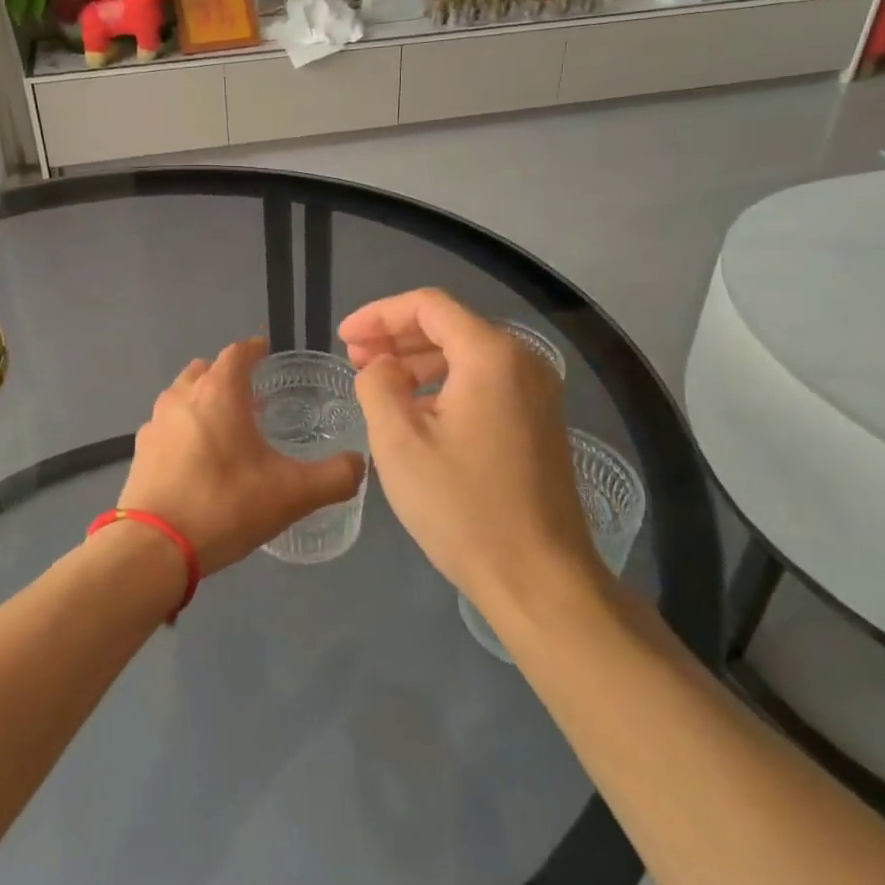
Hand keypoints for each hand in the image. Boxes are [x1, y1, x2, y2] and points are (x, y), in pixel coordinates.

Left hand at [118, 338, 365, 574]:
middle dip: (228, 374)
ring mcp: (155, 422)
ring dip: (203, 400)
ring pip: (182, 395)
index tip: (268, 352)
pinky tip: (197, 458)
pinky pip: (167, 425)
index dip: (255, 349)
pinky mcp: (140, 451)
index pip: (238, 352)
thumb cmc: (225, 506)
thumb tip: (359, 464)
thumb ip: (334, 477)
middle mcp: (183, 396)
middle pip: (206, 369)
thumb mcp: (293, 494)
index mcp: (219, 392)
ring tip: (226, 425)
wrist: (153, 548)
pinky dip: (184, 428)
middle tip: (252, 394)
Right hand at [340, 289, 603, 610]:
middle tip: (355, 359)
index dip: (379, 315)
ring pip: (468, 355)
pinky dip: (446, 385)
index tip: (344, 337)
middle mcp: (522, 361)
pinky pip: (486, 383)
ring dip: (419, 362)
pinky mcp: (540, 422)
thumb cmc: (462, 507)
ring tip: (379, 384)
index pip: (428, 306)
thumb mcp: (399, 442)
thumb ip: (378, 385)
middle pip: (450, 326)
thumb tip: (382, 366)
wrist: (540, 578)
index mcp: (491, 355)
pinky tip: (418, 412)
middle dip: (397, 337)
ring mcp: (538, 392)